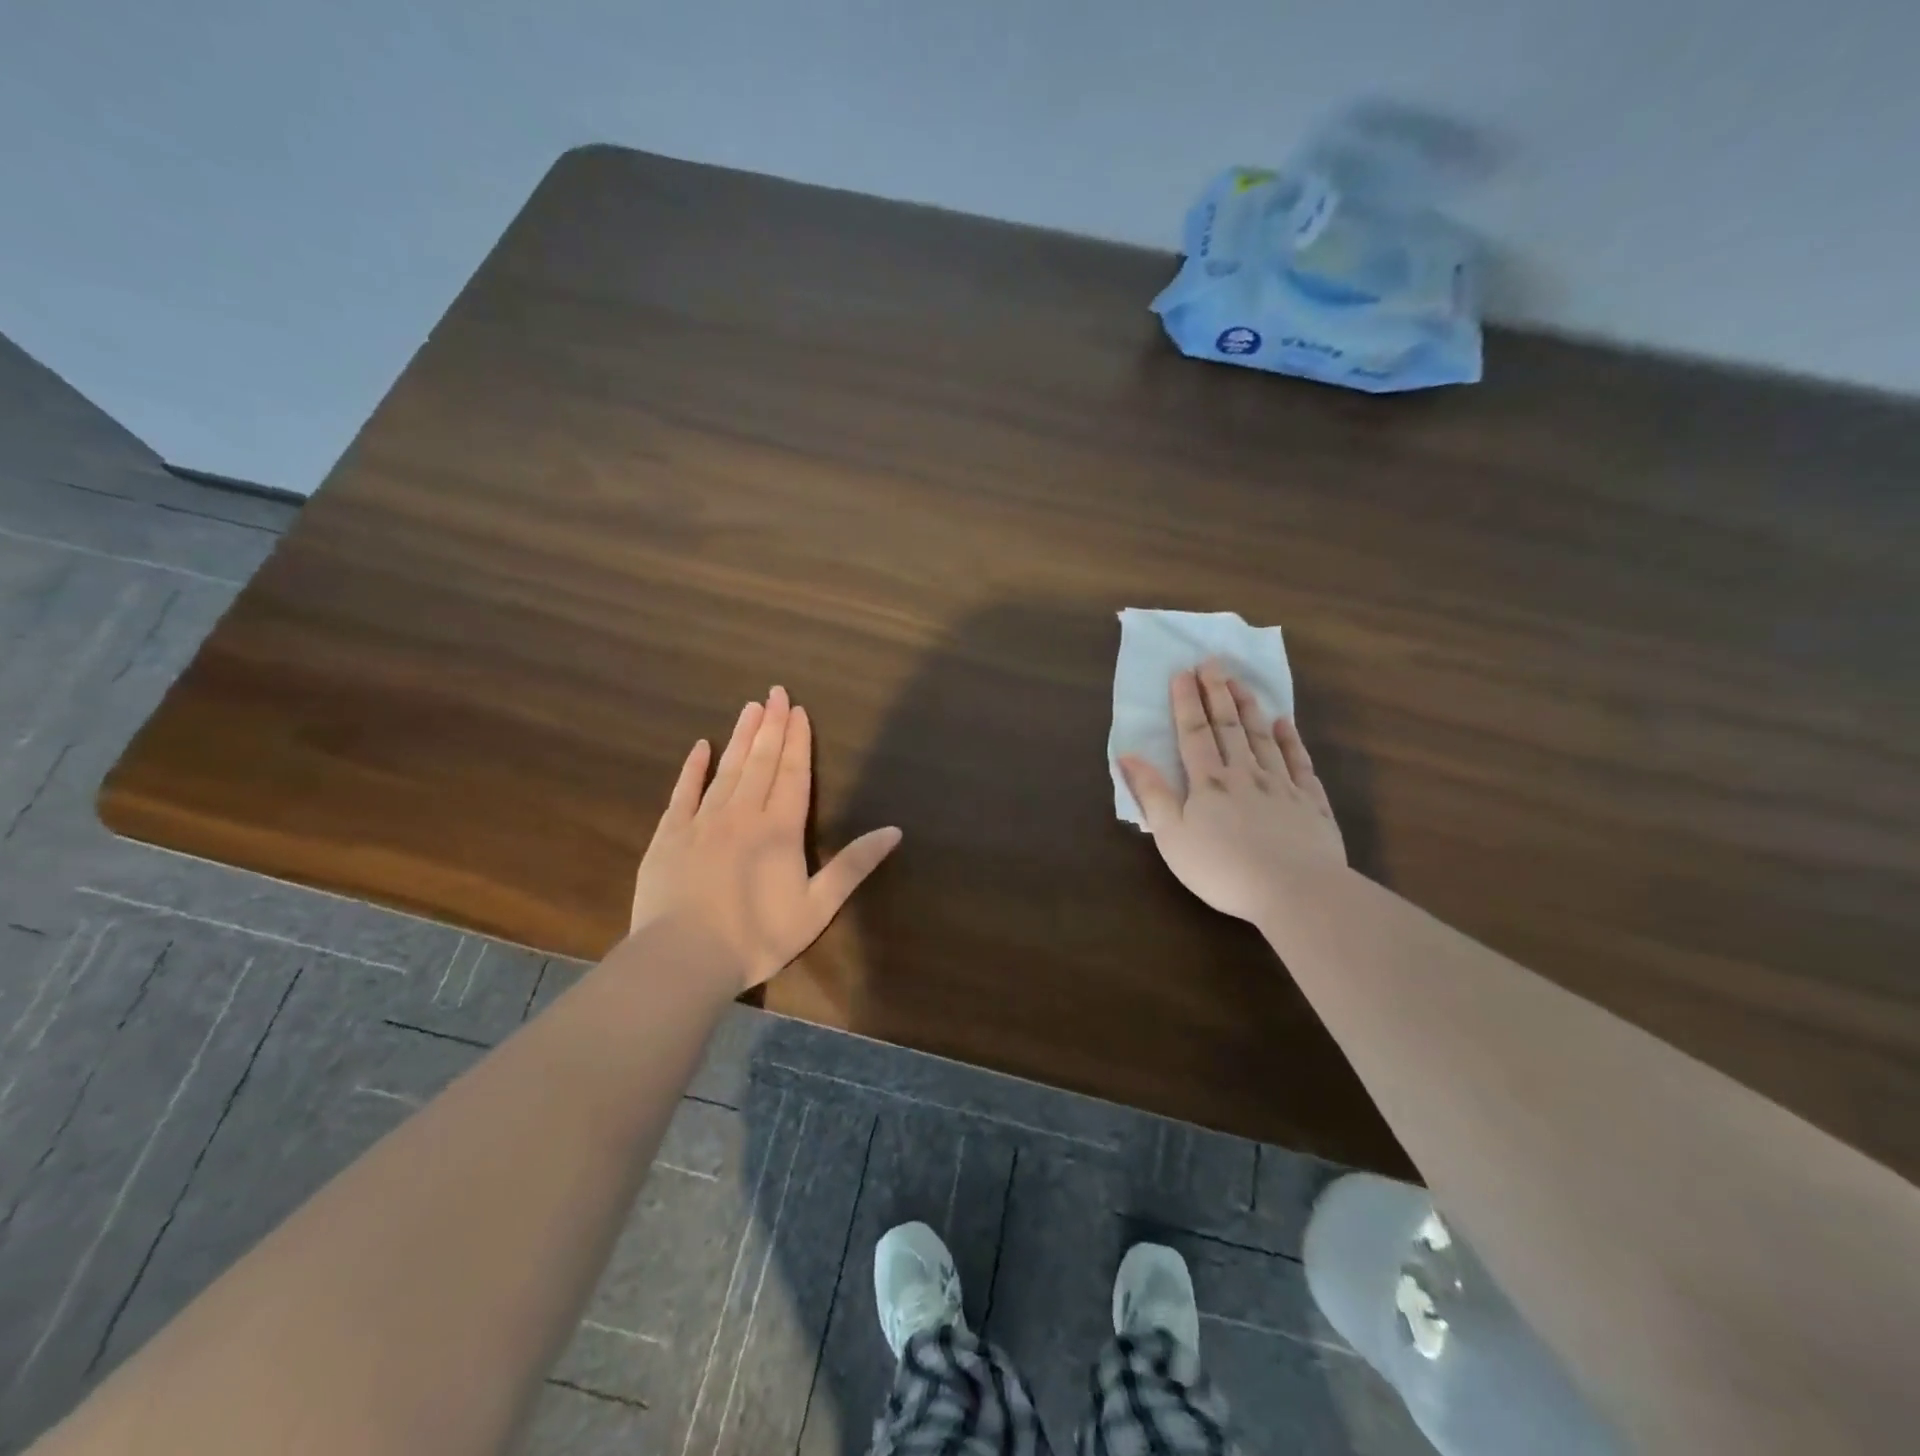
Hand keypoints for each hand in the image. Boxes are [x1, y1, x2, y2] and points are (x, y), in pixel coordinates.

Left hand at [630, 686, 902, 989]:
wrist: (684, 959)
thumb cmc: (758, 936)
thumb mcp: (817, 907)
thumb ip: (854, 866)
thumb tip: (894, 830)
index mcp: (780, 829)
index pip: (793, 774)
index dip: (798, 741)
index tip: (799, 710)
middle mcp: (742, 814)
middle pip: (761, 762)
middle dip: (772, 725)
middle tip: (776, 692)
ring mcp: (702, 822)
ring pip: (727, 769)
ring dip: (741, 737)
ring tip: (750, 707)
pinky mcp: (669, 835)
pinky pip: (683, 792)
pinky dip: (693, 768)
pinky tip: (701, 746)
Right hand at [1119, 660, 1345, 923]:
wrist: (1295, 891)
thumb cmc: (1223, 868)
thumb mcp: (1172, 836)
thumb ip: (1152, 794)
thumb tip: (1128, 755)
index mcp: (1208, 782)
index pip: (1194, 733)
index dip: (1186, 702)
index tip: (1183, 672)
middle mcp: (1245, 774)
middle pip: (1229, 726)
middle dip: (1218, 692)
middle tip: (1212, 662)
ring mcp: (1282, 785)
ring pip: (1263, 737)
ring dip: (1250, 707)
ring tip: (1241, 682)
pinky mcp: (1311, 803)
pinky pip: (1300, 762)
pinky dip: (1291, 740)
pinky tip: (1285, 723)